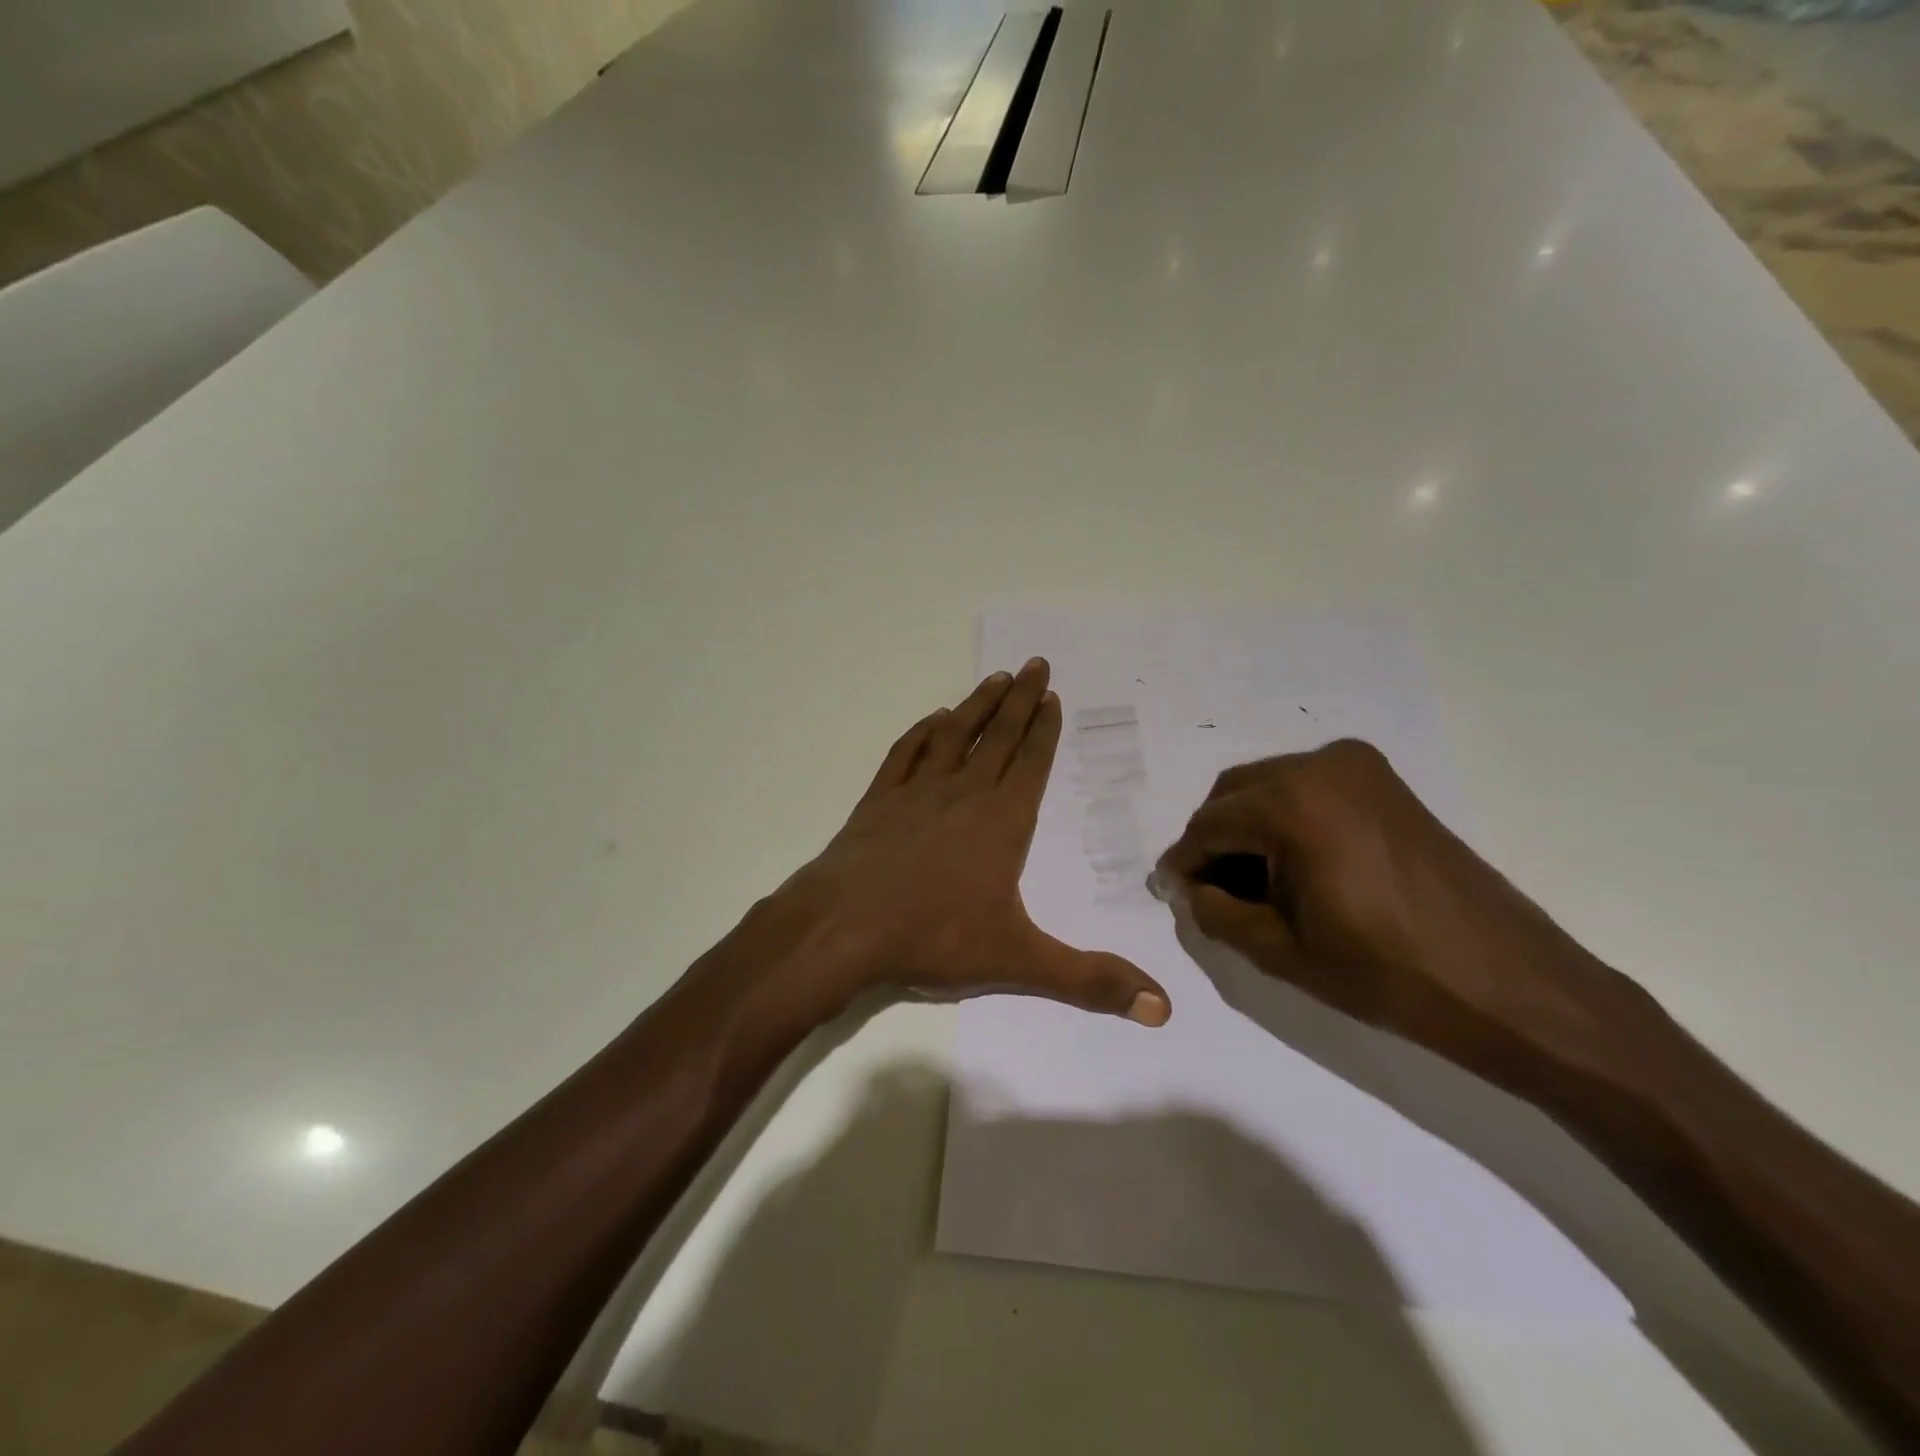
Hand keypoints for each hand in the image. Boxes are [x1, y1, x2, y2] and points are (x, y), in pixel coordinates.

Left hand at [746, 659, 1171, 1026]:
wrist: (842, 928)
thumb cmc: (933, 939)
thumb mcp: (1018, 962)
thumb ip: (1090, 981)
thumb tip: (1163, 1009)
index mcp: (1001, 822)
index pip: (1031, 762)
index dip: (1044, 728)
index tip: (1051, 694)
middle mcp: (962, 794)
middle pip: (998, 736)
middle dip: (1019, 700)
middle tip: (1033, 664)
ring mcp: (915, 793)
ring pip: (953, 736)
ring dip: (976, 706)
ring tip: (994, 678)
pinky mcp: (877, 801)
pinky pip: (905, 754)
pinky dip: (920, 734)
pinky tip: (930, 721)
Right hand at [1154, 739, 1649, 1080]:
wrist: (1508, 985)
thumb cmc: (1387, 974)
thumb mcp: (1278, 950)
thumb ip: (1214, 910)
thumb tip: (1189, 887)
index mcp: (1291, 803)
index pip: (1208, 825)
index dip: (1183, 862)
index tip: (1169, 891)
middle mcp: (1320, 765)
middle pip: (1234, 794)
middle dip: (1213, 840)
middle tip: (1208, 890)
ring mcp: (1358, 767)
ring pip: (1269, 787)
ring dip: (1248, 828)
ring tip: (1252, 884)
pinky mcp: (1384, 782)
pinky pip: (1308, 789)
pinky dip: (1286, 819)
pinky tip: (1293, 866)